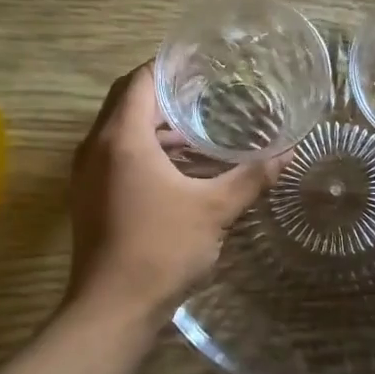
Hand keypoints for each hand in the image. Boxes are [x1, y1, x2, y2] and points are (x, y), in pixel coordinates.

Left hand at [65, 64, 280, 320]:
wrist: (111, 309)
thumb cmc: (161, 249)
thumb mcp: (214, 210)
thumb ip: (251, 177)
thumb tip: (288, 153)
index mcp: (121, 139)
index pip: (139, 81)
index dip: (167, 66)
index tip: (200, 64)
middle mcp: (95, 148)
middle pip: (125, 101)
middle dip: (162, 93)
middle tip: (204, 90)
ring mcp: (87, 175)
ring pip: (118, 131)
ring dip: (152, 124)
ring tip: (197, 127)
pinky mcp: (88, 197)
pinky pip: (114, 156)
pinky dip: (143, 150)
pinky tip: (178, 167)